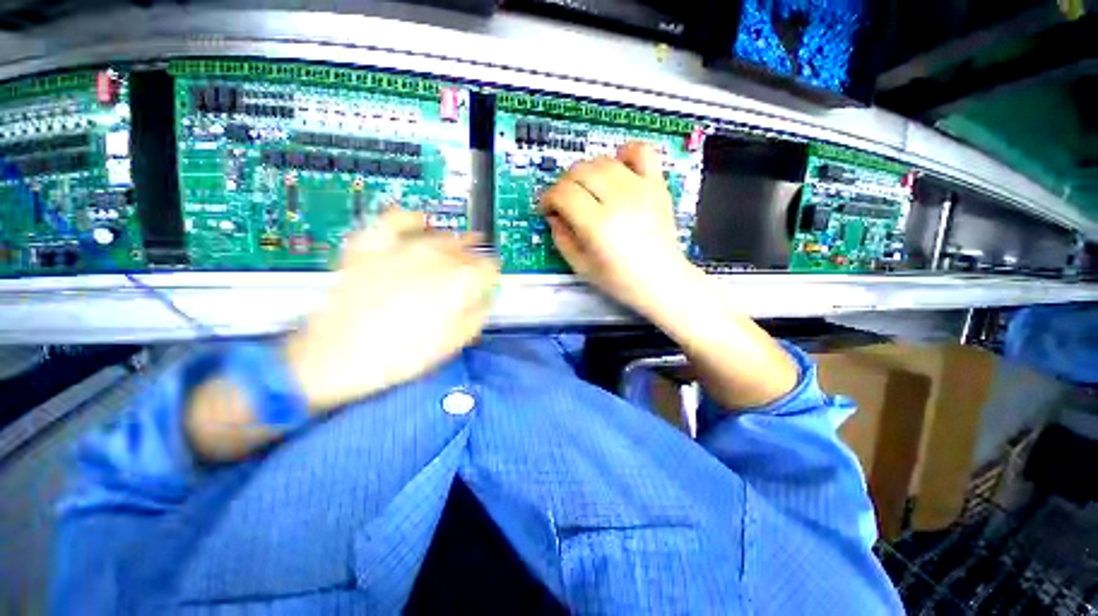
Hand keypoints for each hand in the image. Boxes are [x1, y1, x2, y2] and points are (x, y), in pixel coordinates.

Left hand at [284, 210, 499, 410]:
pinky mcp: (372, 248)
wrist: (335, 358)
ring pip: (439, 236)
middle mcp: (434, 260)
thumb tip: (487, 298)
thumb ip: (476, 316)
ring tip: (458, 248)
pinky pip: (394, 221)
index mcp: (456, 284)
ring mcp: (401, 250)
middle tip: (474, 272)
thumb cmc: (399, 357)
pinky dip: (410, 218)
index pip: (488, 268)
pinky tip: (420, 221)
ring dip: (454, 242)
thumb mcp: (450, 344)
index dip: (493, 275)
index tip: (491, 283)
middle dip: (475, 260)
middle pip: (466, 250)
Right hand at [539, 142, 690, 315]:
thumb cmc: (619, 280)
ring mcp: (641, 189)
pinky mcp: (658, 185)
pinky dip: (625, 153)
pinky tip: (617, 168)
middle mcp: (618, 200)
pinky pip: (641, 151)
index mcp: (598, 225)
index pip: (563, 193)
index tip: (546, 209)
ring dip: (587, 171)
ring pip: (603, 161)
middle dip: (564, 184)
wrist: (662, 281)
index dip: (547, 198)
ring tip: (587, 190)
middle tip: (564, 202)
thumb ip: (561, 238)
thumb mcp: (581, 267)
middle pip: (580, 172)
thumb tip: (553, 215)